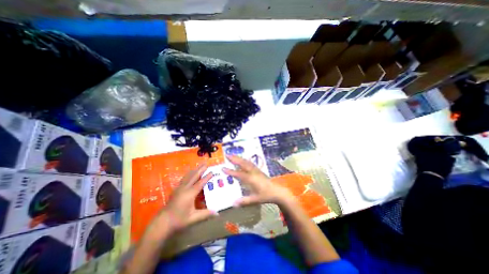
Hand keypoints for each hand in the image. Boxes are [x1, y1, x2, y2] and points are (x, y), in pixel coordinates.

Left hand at [154, 164, 214, 234]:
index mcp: (190, 194)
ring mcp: (179, 188)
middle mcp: (184, 188)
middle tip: (206, 163)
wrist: (162, 222)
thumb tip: (217, 213)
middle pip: (194, 176)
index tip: (212, 172)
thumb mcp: (193, 218)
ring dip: (195, 169)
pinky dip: (189, 173)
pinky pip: (184, 178)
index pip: (200, 183)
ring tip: (200, 165)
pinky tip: (191, 172)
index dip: (206, 177)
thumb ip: (206, 214)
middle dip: (200, 169)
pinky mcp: (176, 189)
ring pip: (188, 175)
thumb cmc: (179, 220)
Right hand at [223, 156, 293, 206]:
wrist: (277, 191)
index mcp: (251, 179)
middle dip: (234, 159)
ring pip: (246, 161)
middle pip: (242, 163)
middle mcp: (253, 172)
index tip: (223, 168)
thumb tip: (233, 203)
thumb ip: (244, 201)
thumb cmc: (265, 195)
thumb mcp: (254, 200)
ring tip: (233, 155)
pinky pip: (249, 162)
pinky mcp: (258, 170)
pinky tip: (242, 159)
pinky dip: (244, 160)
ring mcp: (256, 170)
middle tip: (227, 155)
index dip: (230, 171)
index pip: (238, 174)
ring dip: (239, 158)